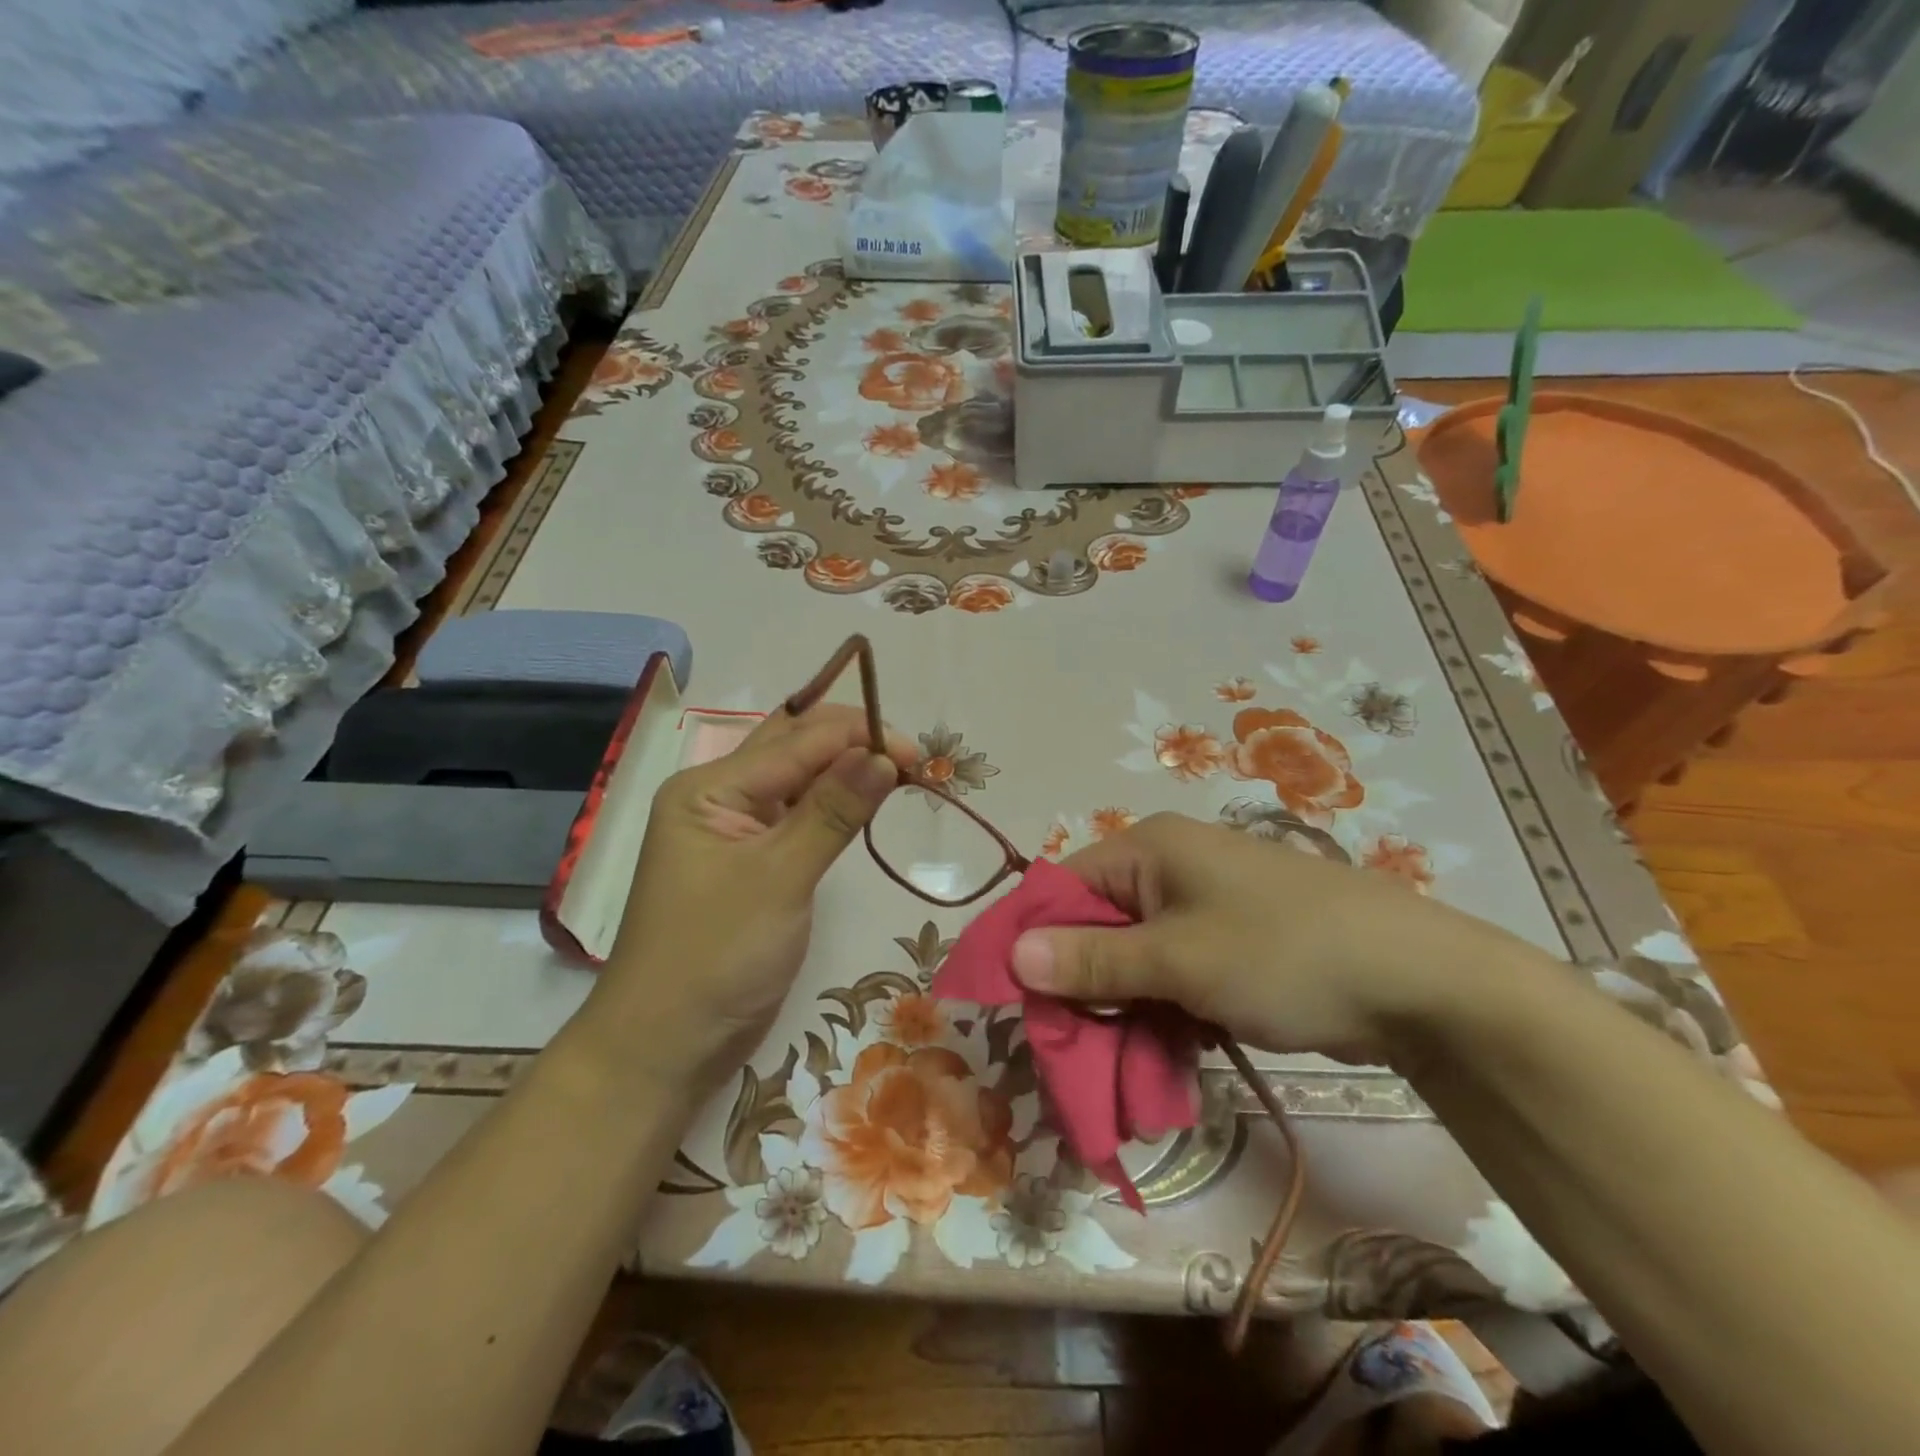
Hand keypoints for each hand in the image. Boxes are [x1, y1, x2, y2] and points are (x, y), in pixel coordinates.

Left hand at [592, 704, 917, 1088]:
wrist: (665, 1047)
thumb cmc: (715, 957)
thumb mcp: (780, 878)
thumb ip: (833, 811)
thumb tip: (885, 755)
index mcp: (710, 787)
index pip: (797, 740)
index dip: (860, 737)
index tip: (920, 755)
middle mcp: (720, 796)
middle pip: (794, 747)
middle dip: (855, 743)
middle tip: (914, 761)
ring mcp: (735, 830)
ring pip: (799, 780)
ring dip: (848, 771)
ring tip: (902, 776)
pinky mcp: (754, 862)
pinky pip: (799, 816)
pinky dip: (835, 806)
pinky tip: (866, 803)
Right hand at [1009, 812, 1526, 1067]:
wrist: (1421, 984)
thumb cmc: (1284, 953)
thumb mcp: (1180, 959)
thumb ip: (1093, 960)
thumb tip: (1012, 954)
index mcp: (1148, 849)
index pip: (1062, 888)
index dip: (1034, 943)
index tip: (1017, 1005)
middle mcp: (1167, 869)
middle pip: (1095, 929)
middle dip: (1081, 992)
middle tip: (1071, 1056)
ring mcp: (1201, 908)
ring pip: (1132, 962)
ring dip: (1120, 1015)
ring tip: (1117, 1074)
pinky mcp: (1227, 946)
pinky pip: (1170, 978)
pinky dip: (1159, 1018)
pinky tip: (1159, 1065)